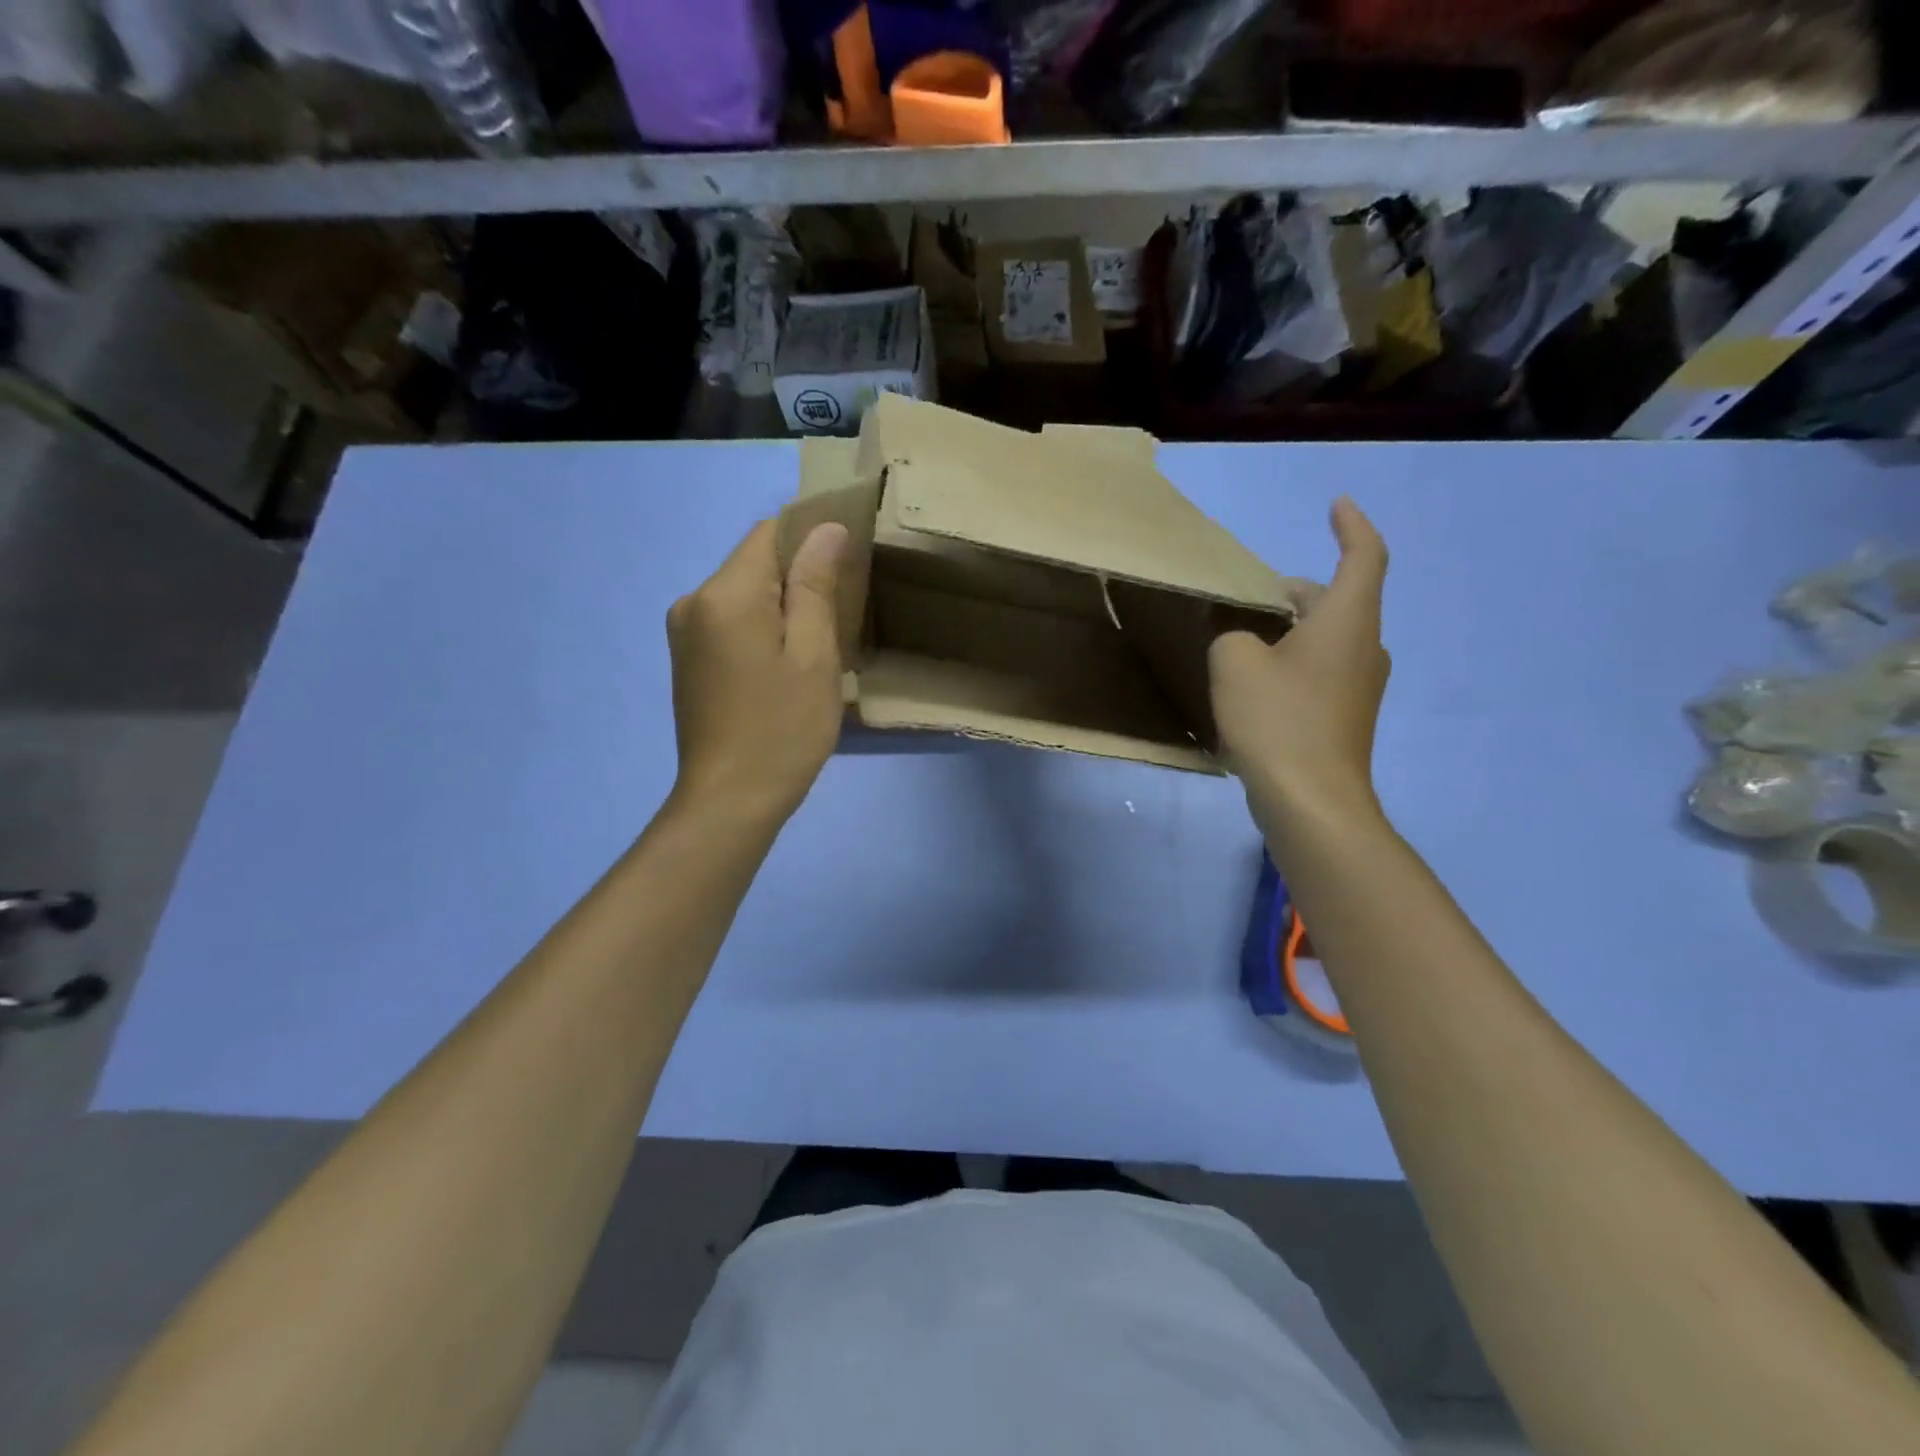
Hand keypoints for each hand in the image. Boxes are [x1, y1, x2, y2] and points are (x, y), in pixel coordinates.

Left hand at [667, 519, 847, 824]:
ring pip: (744, 594)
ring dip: (782, 607)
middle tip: (840, 621)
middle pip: (755, 563)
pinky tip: (784, 666)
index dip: (812, 539)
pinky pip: (731, 621)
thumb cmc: (783, 730)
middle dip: (799, 580)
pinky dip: (761, 629)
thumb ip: (816, 586)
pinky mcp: (687, 658)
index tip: (848, 569)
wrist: (730, 800)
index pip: (770, 532)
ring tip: (816, 649)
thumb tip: (826, 529)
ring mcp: (684, 632)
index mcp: (724, 594)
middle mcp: (693, 601)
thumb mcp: (814, 656)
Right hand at [1208, 497, 1389, 833]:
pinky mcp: (1344, 717)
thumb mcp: (1234, 662)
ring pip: (1325, 638)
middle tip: (1247, 597)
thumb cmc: (1277, 719)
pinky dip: (1292, 662)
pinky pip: (1320, 671)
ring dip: (1289, 630)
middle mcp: (1364, 646)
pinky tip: (1253, 683)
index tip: (1336, 505)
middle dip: (1292, 592)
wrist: (1311, 801)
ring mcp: (1358, 686)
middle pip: (1335, 600)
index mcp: (1347, 620)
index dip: (1351, 525)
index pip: (1364, 556)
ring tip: (1242, 639)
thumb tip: (1240, 639)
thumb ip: (1231, 634)